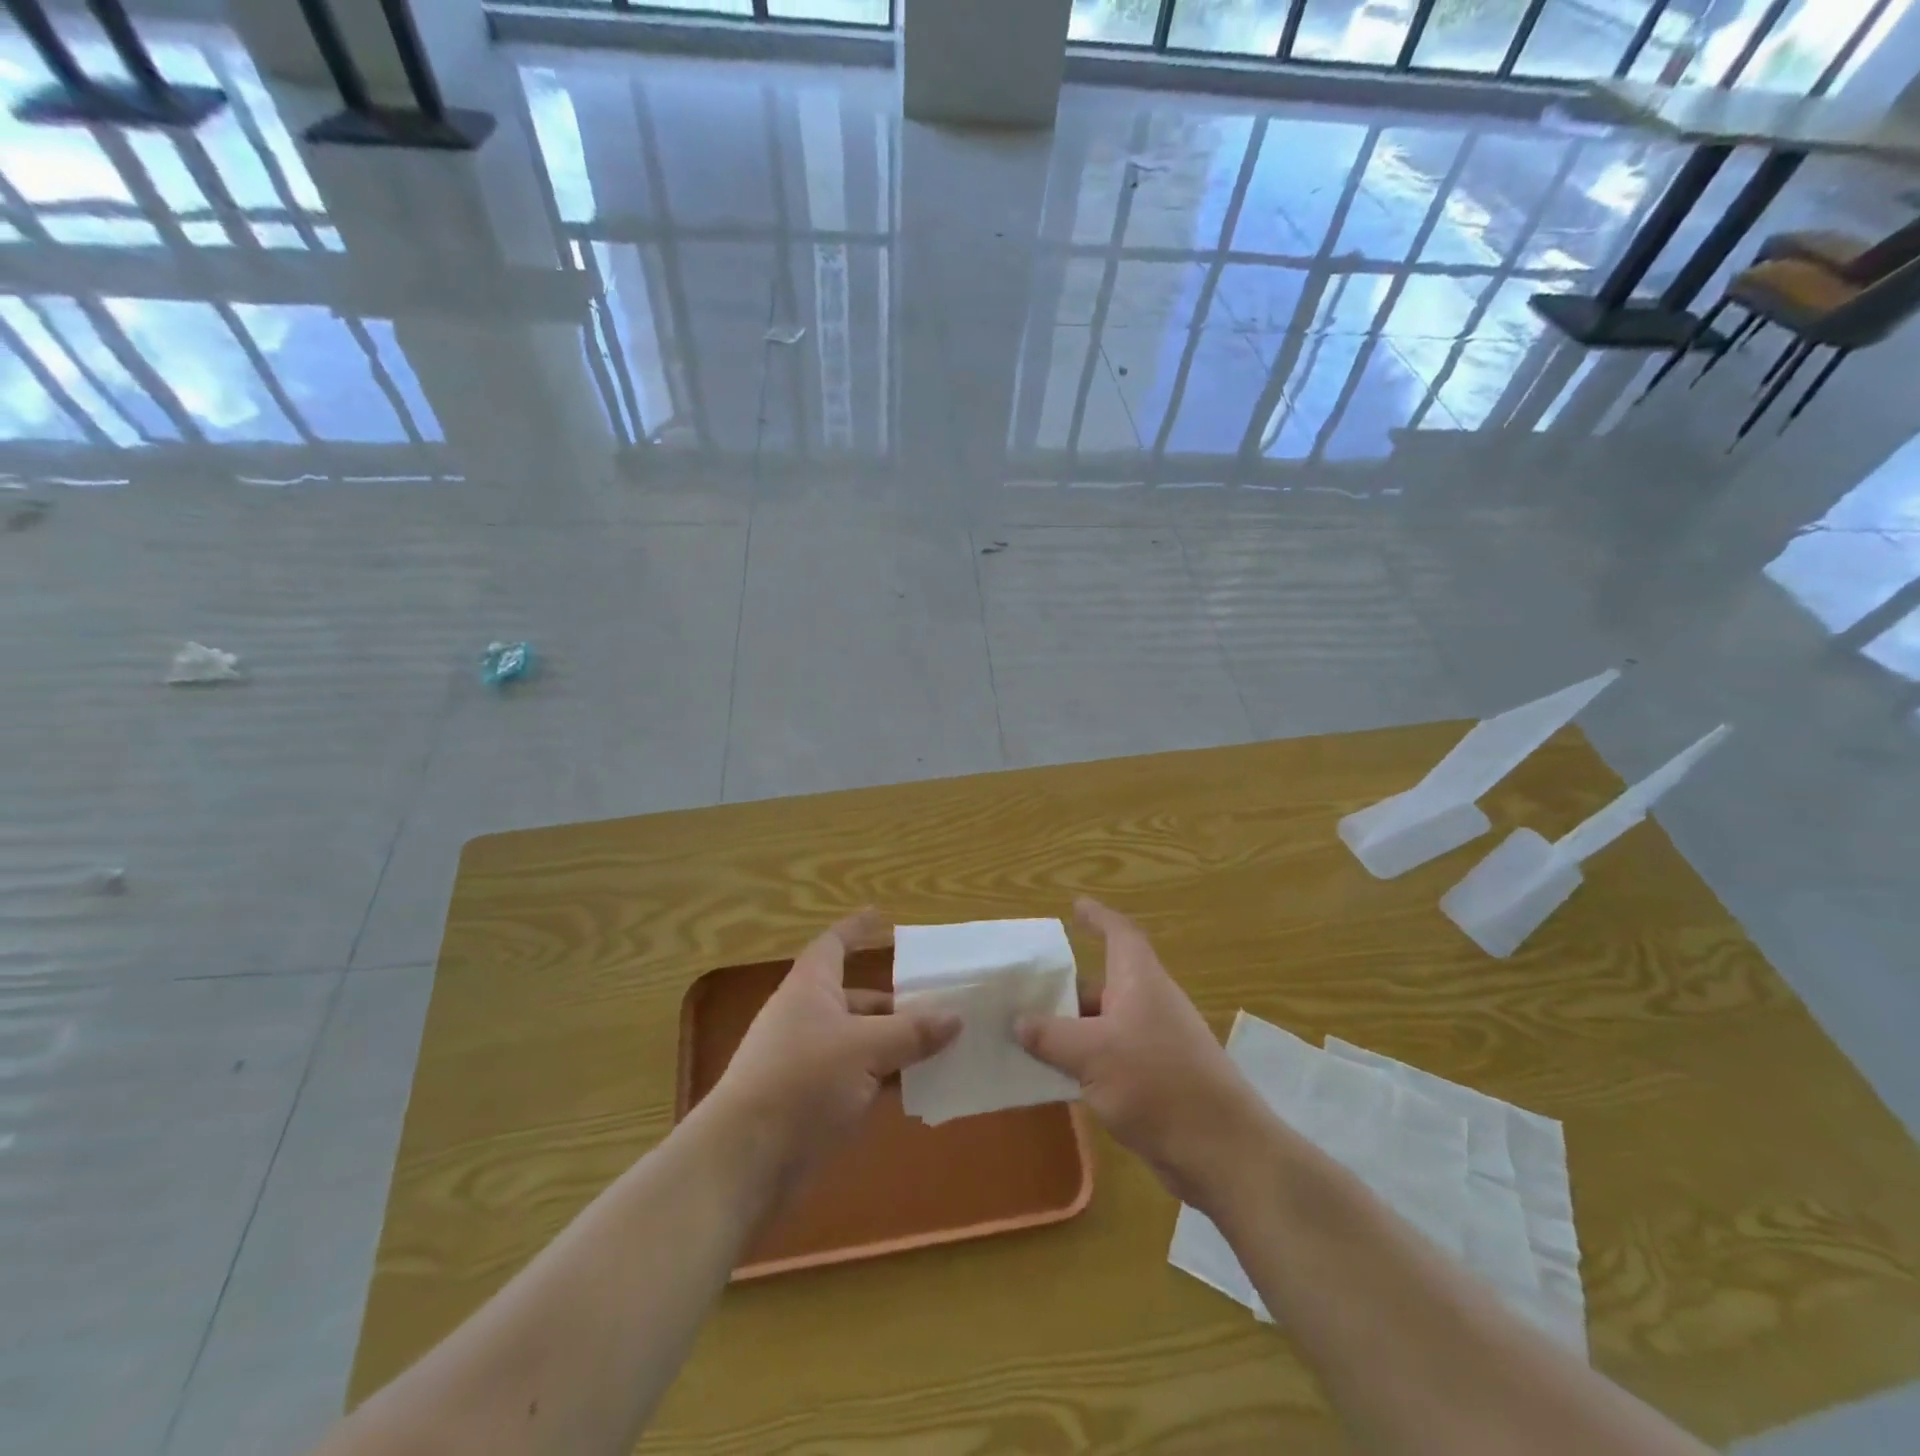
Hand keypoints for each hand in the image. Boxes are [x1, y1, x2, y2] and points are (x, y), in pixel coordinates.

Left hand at [707, 910, 960, 1194]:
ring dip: (896, 1044)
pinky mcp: (811, 1101)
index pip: (834, 944)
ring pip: (861, 1041)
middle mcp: (807, 1017)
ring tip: (942, 1047)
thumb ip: (912, 1032)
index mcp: (811, 987)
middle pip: (857, 998)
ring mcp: (807, 1061)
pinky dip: (885, 1079)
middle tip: (941, 1004)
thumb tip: (955, 1017)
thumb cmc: (803, 1081)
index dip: (856, 928)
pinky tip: (919, 1089)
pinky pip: (858, 1078)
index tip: (881, 915)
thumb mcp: (866, 1049)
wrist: (745, 1160)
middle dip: (897, 1002)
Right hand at [1018, 898, 1263, 1208]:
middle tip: (1023, 989)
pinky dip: (1082, 1059)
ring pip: (1102, 1022)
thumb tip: (1018, 1022)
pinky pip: (1108, 1056)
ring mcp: (1153, 1043)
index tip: (1074, 906)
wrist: (1220, 1151)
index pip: (1119, 933)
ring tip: (1024, 1033)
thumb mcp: (1092, 1054)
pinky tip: (1052, 1075)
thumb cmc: (1157, 1083)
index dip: (1097, 917)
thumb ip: (1050, 1036)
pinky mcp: (1154, 1079)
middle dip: (1065, 986)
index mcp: (1140, 980)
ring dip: (1069, 1027)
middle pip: (1103, 981)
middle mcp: (1148, 1003)